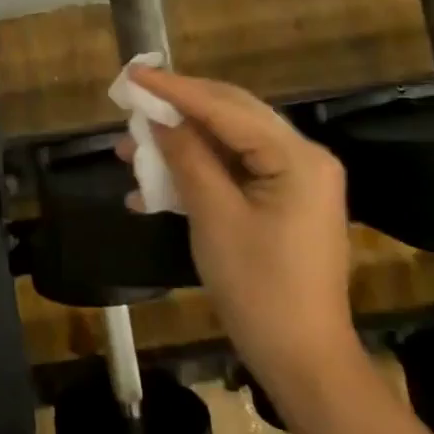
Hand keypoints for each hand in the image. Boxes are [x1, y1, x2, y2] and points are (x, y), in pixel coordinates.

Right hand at [125, 66, 356, 380]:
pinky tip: (154, 188)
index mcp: (296, 157)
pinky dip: (195, 173)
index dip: (175, 89)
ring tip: (131, 149)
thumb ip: (186, 157)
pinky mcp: (282, 202)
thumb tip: (158, 118)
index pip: (226, 107)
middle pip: (230, 116)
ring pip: (227, 144)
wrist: (302, 361)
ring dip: (180, 144)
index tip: (133, 73)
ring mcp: (294, 181)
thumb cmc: (259, 287)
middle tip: (132, 100)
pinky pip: (233, 172)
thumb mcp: (214, 216)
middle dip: (177, 110)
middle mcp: (302, 158)